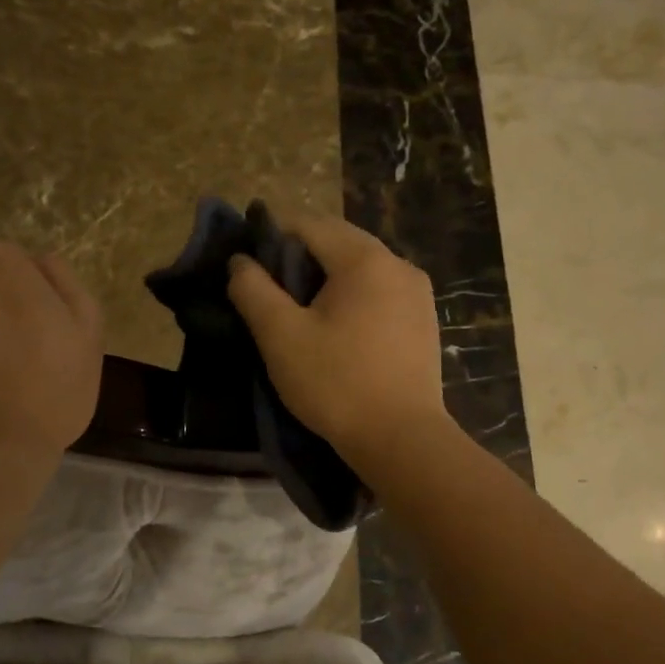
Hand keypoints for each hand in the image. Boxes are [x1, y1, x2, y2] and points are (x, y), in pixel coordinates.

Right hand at [226, 215, 447, 462]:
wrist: (401, 440)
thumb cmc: (336, 384)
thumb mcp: (281, 336)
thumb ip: (253, 290)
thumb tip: (240, 261)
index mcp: (364, 259)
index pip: (309, 224)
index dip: (272, 235)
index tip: (248, 262)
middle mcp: (398, 264)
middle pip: (338, 241)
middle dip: (300, 257)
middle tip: (270, 291)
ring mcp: (418, 292)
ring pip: (361, 267)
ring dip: (327, 278)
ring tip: (301, 312)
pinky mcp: (425, 320)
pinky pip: (380, 291)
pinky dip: (353, 297)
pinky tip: (338, 329)